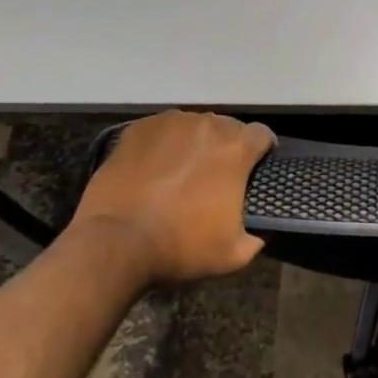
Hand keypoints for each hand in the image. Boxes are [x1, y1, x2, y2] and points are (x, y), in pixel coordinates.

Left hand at [70, 111, 274, 282]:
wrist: (115, 243)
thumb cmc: (180, 247)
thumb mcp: (233, 255)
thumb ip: (257, 237)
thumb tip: (260, 233)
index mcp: (236, 149)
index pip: (262, 134)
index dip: (262, 150)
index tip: (255, 169)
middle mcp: (208, 125)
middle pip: (227, 127)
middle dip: (226, 147)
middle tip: (215, 176)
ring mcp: (171, 122)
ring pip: (194, 126)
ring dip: (195, 143)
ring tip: (181, 170)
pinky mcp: (139, 128)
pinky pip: (162, 130)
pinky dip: (164, 144)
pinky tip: (154, 168)